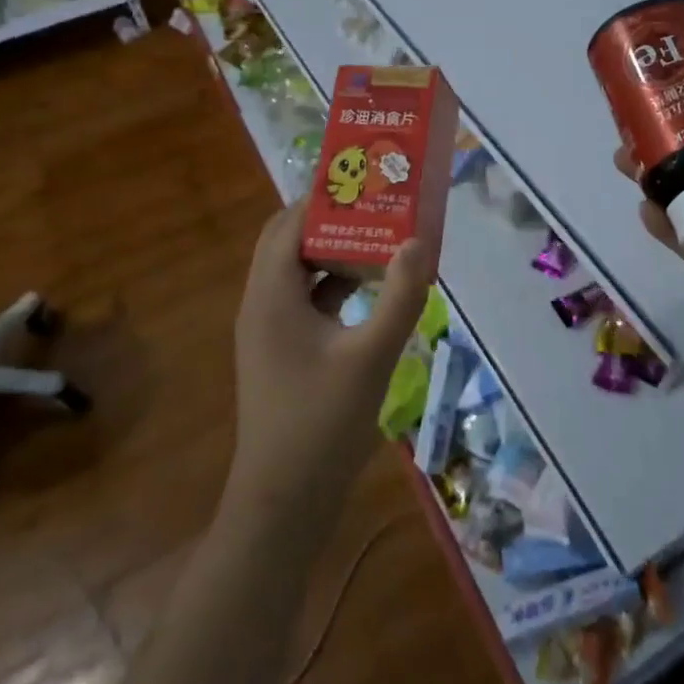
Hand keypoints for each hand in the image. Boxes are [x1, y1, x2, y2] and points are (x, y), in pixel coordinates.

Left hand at [222, 200, 437, 535]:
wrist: (283, 503)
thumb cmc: (322, 424)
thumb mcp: (372, 356)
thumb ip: (400, 295)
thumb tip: (419, 239)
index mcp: (272, 296)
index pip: (289, 224)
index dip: (324, 197)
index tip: (366, 179)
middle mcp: (263, 303)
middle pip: (291, 241)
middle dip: (332, 218)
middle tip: (378, 203)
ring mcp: (271, 329)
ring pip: (300, 271)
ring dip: (336, 250)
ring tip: (383, 234)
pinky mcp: (284, 351)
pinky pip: (308, 300)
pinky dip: (336, 284)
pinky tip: (374, 287)